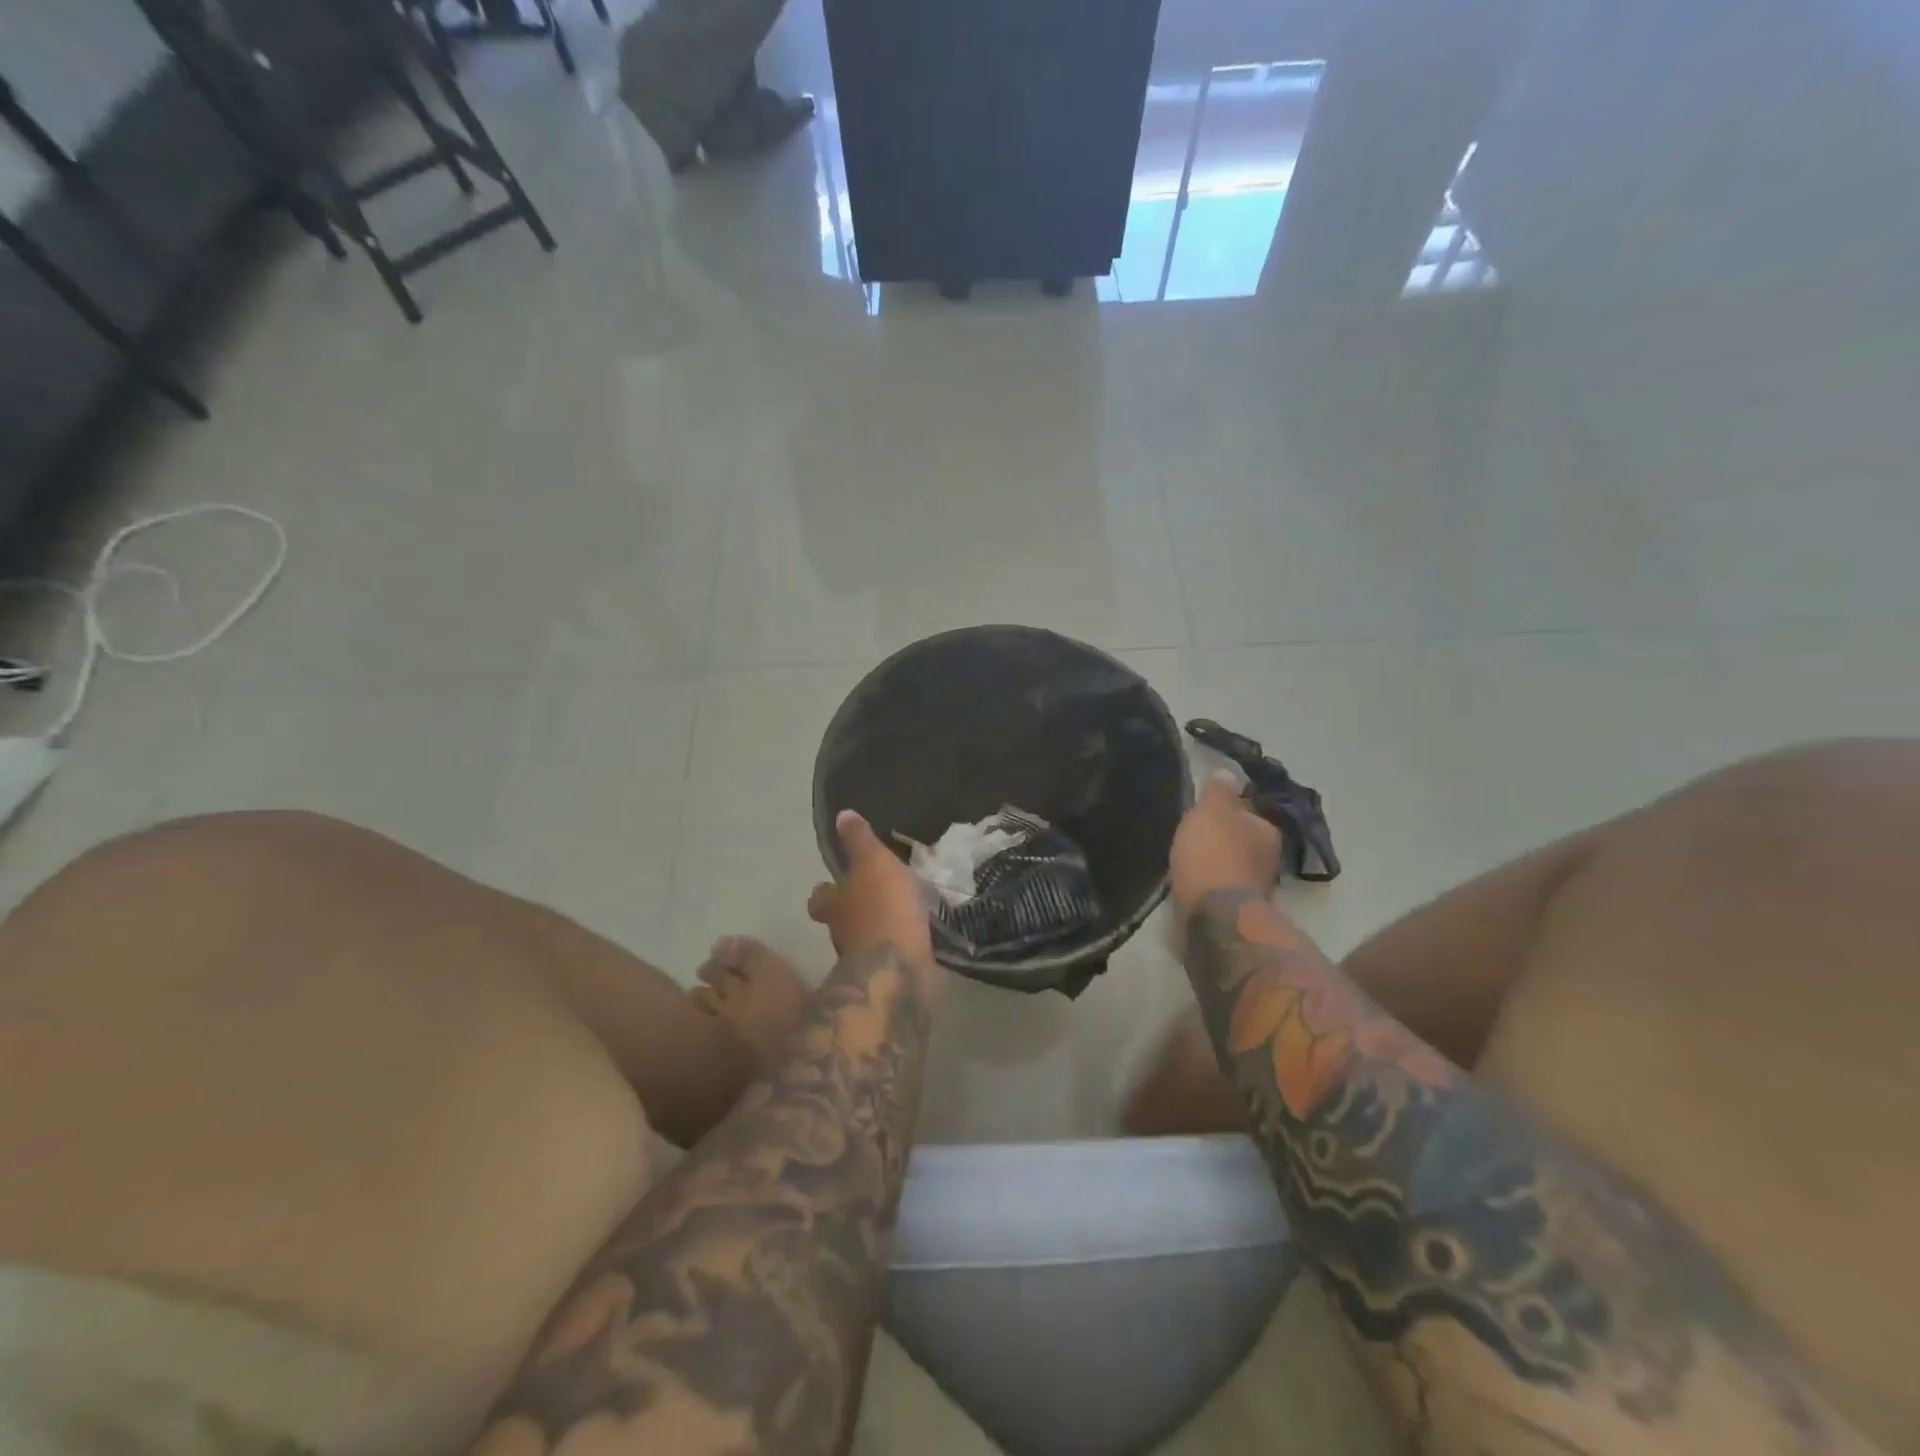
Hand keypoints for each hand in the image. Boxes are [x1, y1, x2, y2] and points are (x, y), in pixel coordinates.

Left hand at [808, 810, 936, 972]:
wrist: (899, 969)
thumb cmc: (882, 908)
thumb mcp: (873, 863)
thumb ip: (859, 841)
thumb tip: (842, 815)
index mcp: (834, 905)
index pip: (819, 897)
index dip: (826, 890)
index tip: (834, 884)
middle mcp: (841, 934)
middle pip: (840, 921)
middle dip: (854, 911)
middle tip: (874, 898)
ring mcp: (863, 960)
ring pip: (865, 940)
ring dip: (877, 930)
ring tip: (900, 915)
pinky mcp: (887, 977)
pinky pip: (890, 956)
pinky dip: (897, 947)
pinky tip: (914, 938)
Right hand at [1170, 771, 1281, 915]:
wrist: (1214, 916)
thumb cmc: (1213, 854)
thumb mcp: (1210, 811)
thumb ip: (1219, 791)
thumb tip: (1228, 772)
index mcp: (1267, 831)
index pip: (1247, 814)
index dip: (1225, 813)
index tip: (1204, 815)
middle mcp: (1270, 860)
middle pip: (1243, 843)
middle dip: (1223, 842)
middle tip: (1194, 839)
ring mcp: (1257, 890)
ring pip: (1233, 869)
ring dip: (1216, 867)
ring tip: (1189, 864)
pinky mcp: (1239, 914)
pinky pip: (1222, 892)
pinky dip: (1210, 888)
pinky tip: (1193, 887)